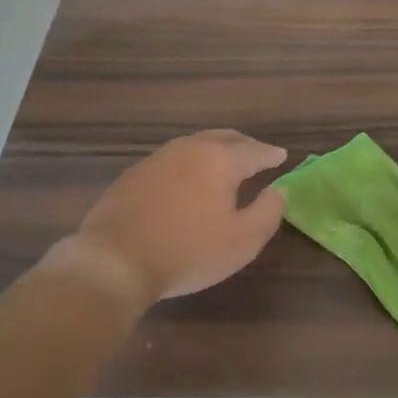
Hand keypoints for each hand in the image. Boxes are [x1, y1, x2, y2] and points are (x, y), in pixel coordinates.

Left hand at [57, 130, 287, 303]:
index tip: (282, 156)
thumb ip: (269, 212)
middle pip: (223, 138)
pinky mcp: (134, 174)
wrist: (115, 260)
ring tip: (224, 162)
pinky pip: (172, 159)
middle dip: (243, 144)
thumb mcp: (243, 240)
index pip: (253, 150)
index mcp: (220, 159)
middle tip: (257, 153)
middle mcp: (189, 149)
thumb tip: (279, 190)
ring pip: (194, 145)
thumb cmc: (188, 251)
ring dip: (214, 150)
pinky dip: (189, 163)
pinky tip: (187, 179)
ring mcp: (157, 158)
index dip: (270, 154)